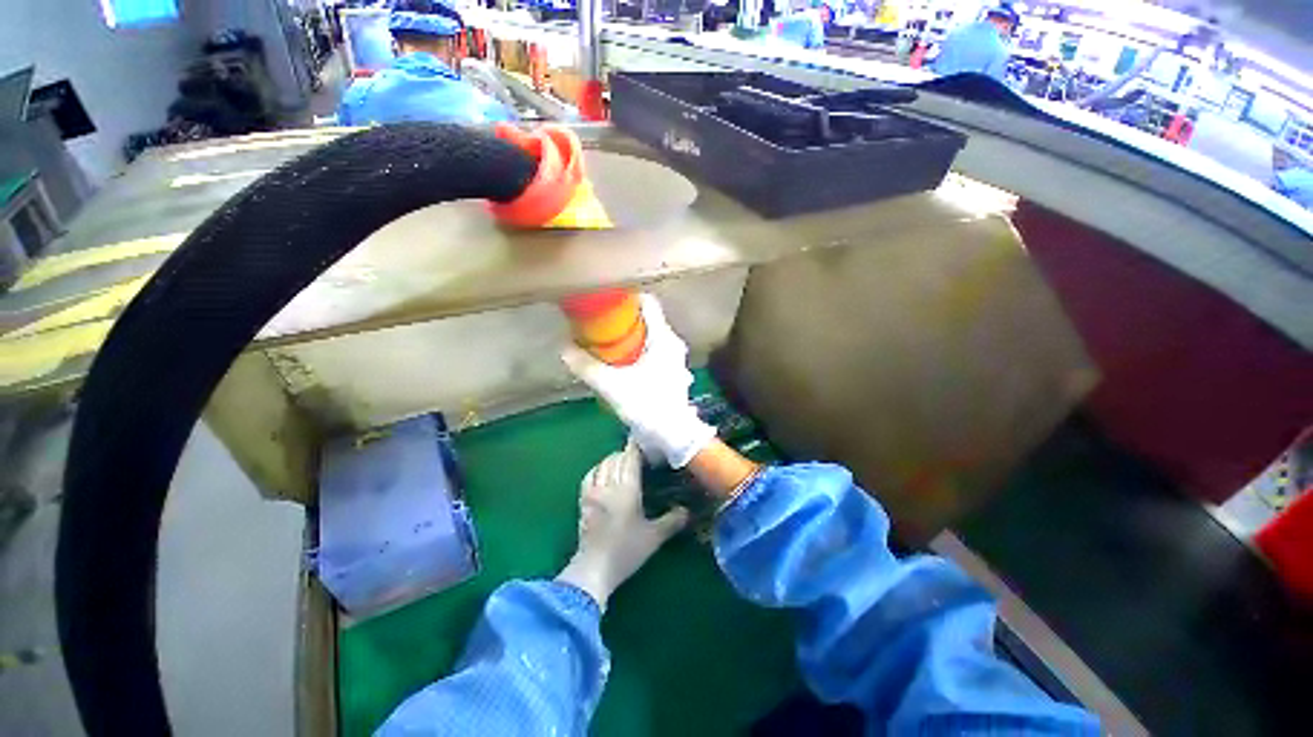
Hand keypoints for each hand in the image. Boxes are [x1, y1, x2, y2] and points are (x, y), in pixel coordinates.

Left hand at [556, 442, 688, 609]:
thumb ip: (672, 521)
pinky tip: (603, 472)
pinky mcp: (582, 500)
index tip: (645, 443)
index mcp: (627, 490)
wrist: (594, 569)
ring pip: (602, 465)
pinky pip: (589, 476)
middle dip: (627, 453)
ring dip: (613, 459)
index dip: (636, 447)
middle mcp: (608, 485)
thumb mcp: (654, 537)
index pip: (630, 458)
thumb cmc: (626, 551)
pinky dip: (598, 469)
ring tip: (622, 462)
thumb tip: (687, 511)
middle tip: (639, 456)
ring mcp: (593, 492)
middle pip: (616, 458)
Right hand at [561, 294, 715, 468]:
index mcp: (663, 338)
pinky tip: (622, 363)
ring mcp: (675, 358)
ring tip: (607, 344)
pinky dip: (637, 350)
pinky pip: (653, 350)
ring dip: (629, 337)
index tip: (605, 302)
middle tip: (600, 325)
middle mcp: (673, 343)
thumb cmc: (647, 405)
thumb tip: (564, 349)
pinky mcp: (672, 371)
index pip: (647, 302)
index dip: (626, 298)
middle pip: (646, 320)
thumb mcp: (612, 385)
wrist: (672, 435)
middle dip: (622, 320)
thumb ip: (587, 367)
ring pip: (650, 336)